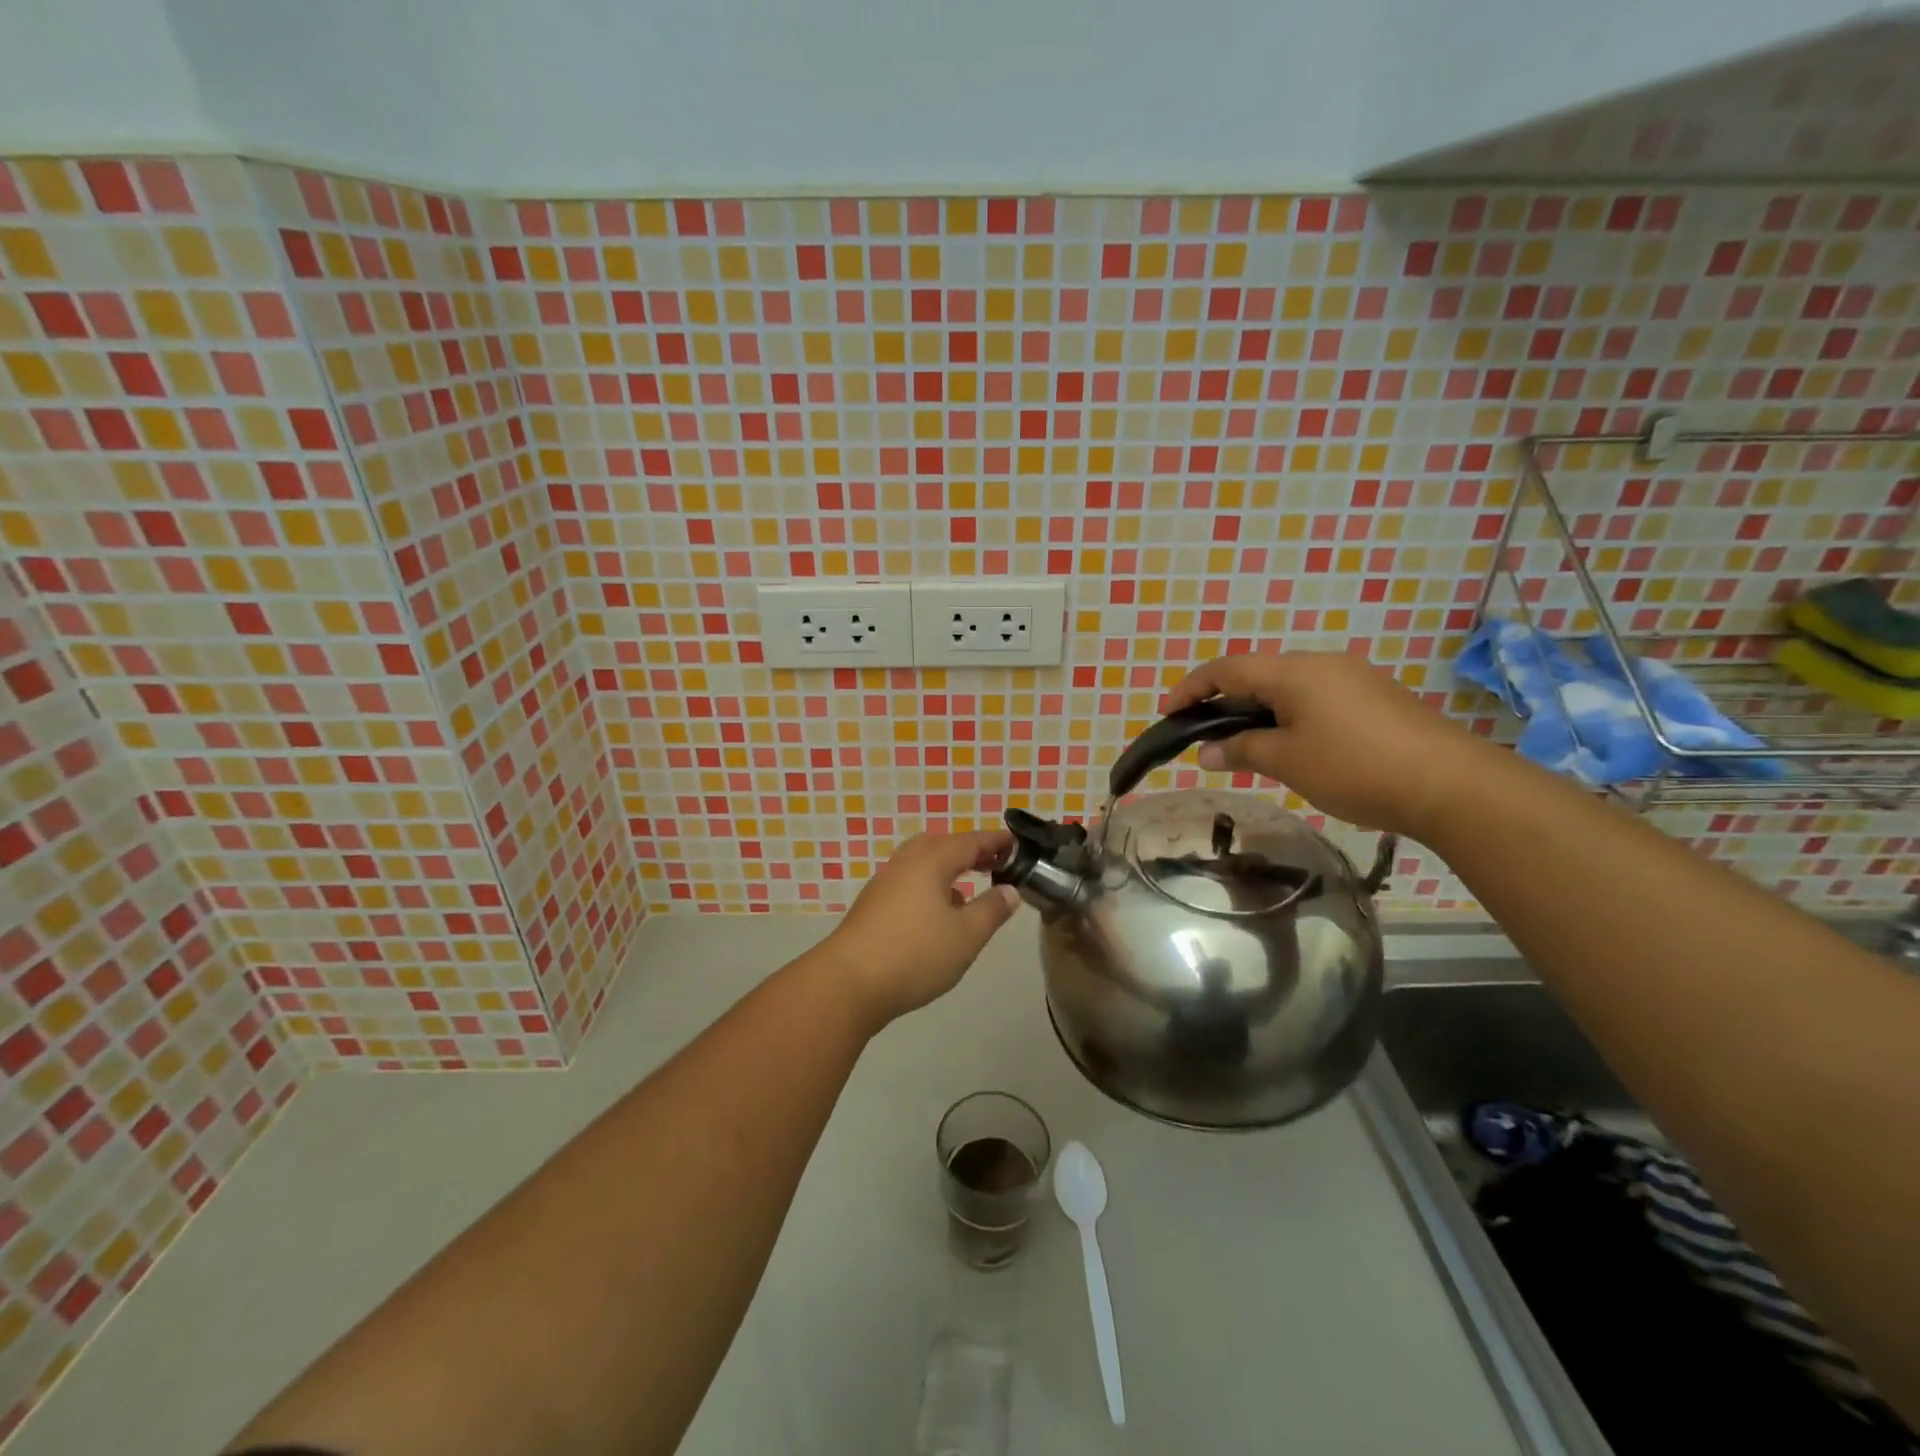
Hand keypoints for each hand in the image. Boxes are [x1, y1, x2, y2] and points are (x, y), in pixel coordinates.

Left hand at [818, 830, 1020, 1028]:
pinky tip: (937, 915)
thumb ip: (992, 910)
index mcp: (930, 861)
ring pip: (921, 863)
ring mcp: (885, 884)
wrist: (848, 983)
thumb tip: (1009, 890)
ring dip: (947, 869)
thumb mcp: (966, 935)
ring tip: (967, 891)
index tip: (1016, 844)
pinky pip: (909, 882)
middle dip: (968, 851)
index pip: (970, 841)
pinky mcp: (872, 906)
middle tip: (993, 863)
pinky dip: (929, 886)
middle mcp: (905, 863)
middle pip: (941, 845)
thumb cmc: (914, 954)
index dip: (995, 841)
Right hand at [1163, 652, 1496, 836]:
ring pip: (1288, 688)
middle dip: (1224, 702)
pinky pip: (1316, 698)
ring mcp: (1353, 678)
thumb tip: (1207, 752)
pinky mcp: (1376, 698)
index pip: (1226, 668)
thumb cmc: (1356, 767)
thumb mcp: (1287, 761)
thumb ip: (1241, 750)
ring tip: (1246, 747)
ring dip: (1258, 712)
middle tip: (1206, 737)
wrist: (1452, 784)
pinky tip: (1294, 747)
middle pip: (1257, 674)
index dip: (1191, 688)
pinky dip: (1289, 717)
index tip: (1168, 713)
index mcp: (1294, 671)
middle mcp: (1321, 664)